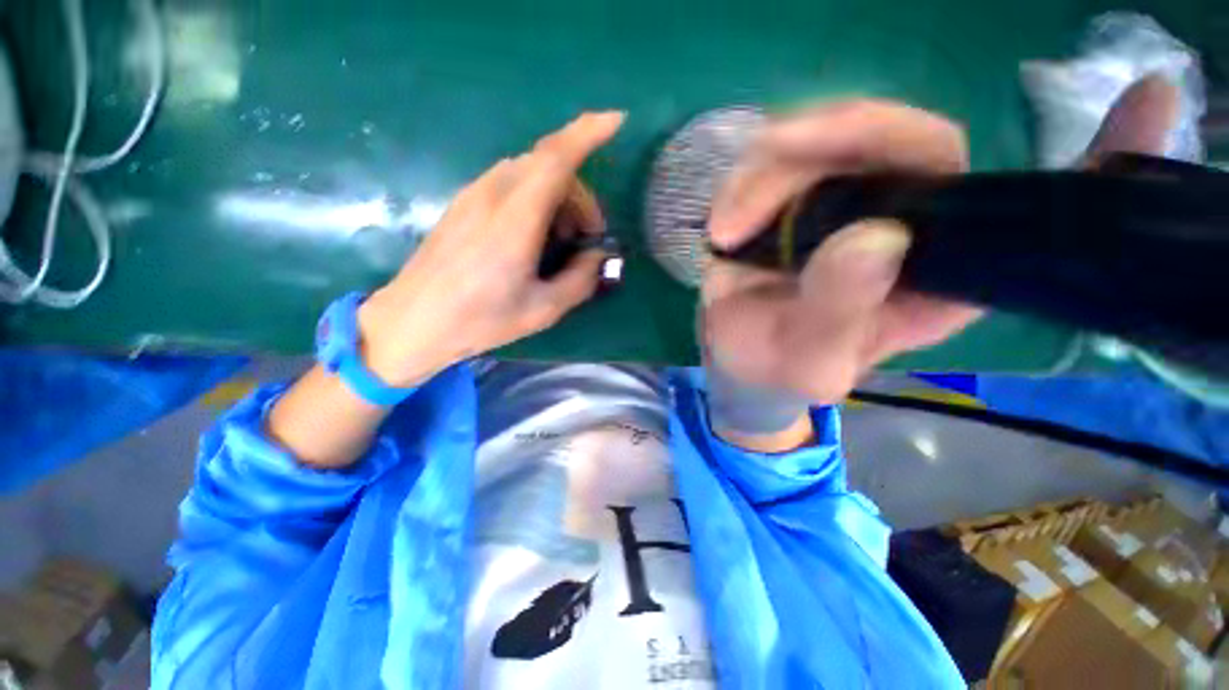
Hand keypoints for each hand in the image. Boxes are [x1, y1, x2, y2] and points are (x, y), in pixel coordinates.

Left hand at [357, 112, 624, 386]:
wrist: (414, 321)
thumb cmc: (481, 319)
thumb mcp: (543, 309)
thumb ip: (580, 279)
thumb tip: (597, 256)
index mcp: (516, 219)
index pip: (557, 158)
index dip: (589, 133)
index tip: (617, 121)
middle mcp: (494, 193)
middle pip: (549, 164)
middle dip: (579, 195)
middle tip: (586, 239)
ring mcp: (474, 194)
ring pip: (530, 172)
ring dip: (557, 198)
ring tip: (558, 244)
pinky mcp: (464, 203)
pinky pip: (511, 183)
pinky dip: (535, 200)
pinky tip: (533, 238)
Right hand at [702, 77, 1178, 403]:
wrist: (739, 362)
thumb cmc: (777, 371)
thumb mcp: (809, 361)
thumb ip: (839, 313)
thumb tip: (873, 238)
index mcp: (936, 269)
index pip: (1013, 200)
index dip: (1093, 156)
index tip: (1152, 101)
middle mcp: (901, 220)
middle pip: (894, 139)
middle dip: (827, 143)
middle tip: (761, 194)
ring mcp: (840, 202)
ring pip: (820, 141)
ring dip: (766, 174)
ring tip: (725, 232)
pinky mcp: (789, 200)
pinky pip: (773, 164)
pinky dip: (746, 185)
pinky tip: (725, 226)